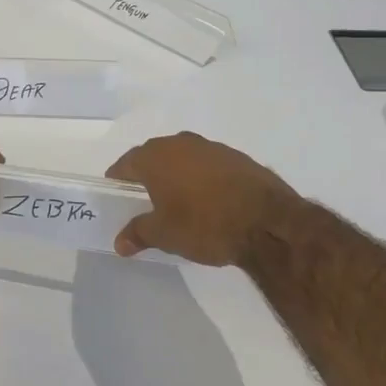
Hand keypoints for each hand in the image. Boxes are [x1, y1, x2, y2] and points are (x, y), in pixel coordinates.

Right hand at [105, 132, 299, 265]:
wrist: (268, 222)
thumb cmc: (204, 224)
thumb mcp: (164, 235)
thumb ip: (138, 233)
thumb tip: (120, 242)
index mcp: (155, 157)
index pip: (125, 164)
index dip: (118, 181)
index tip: (117, 197)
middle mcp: (181, 143)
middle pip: (154, 157)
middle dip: (147, 176)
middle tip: (145, 202)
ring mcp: (213, 147)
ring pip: (184, 158)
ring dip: (177, 175)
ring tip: (179, 202)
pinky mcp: (239, 158)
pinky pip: (209, 166)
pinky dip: (203, 179)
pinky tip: (209, 201)